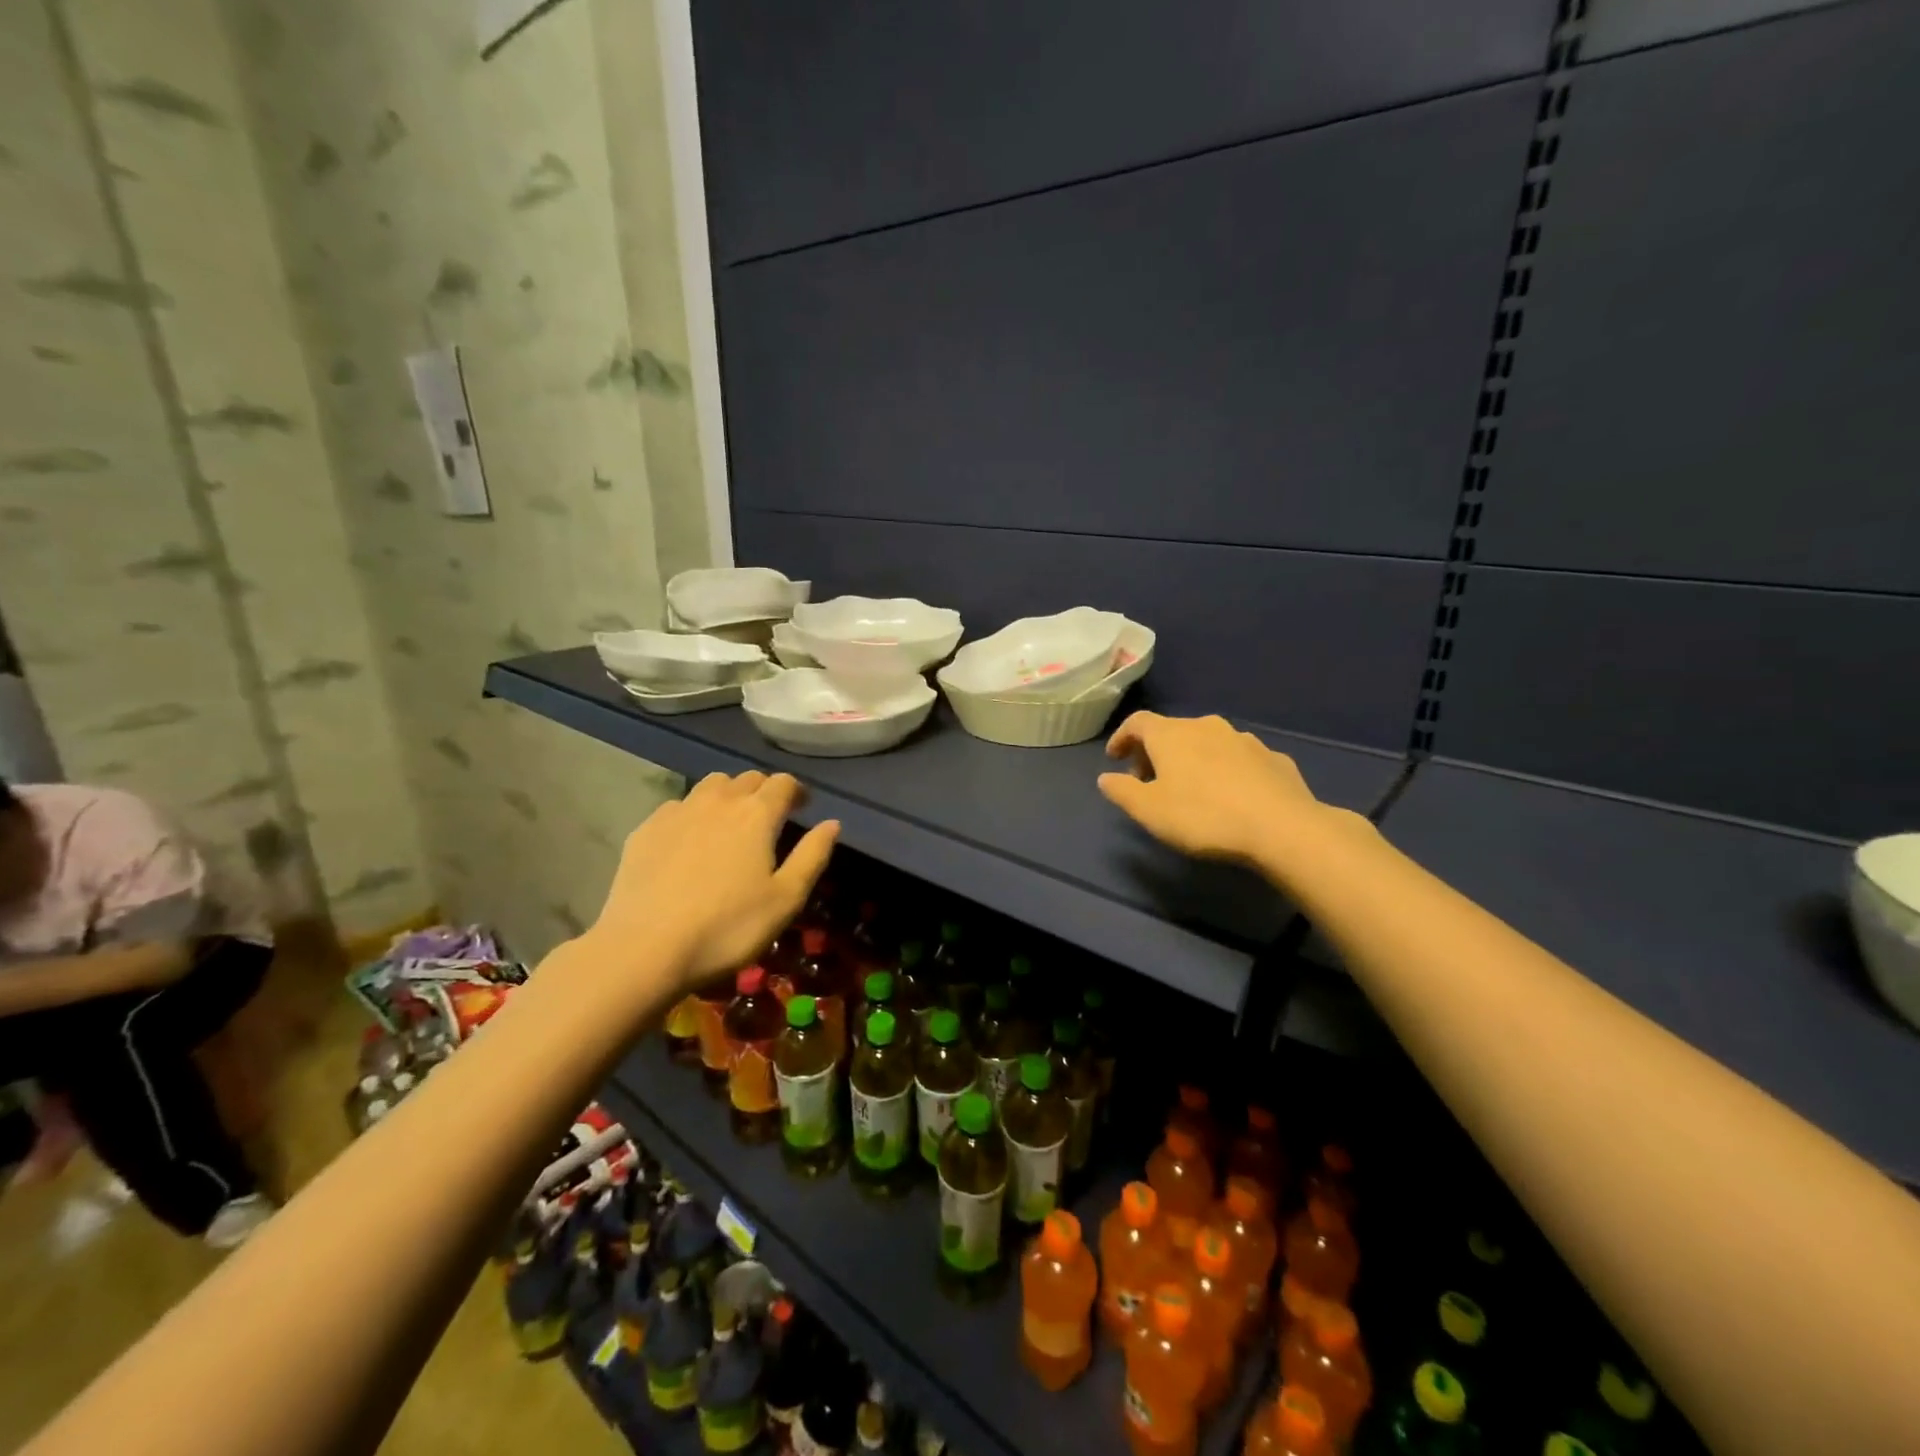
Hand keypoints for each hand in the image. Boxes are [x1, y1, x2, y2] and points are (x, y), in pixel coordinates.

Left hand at [588, 771, 838, 996]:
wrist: (644, 949)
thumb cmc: (727, 928)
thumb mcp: (785, 899)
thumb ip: (812, 856)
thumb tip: (832, 823)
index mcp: (756, 814)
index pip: (783, 783)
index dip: (797, 791)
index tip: (803, 807)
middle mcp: (718, 801)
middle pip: (747, 779)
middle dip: (764, 790)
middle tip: (770, 817)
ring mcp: (677, 812)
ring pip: (710, 786)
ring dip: (728, 795)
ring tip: (730, 822)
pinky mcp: (645, 830)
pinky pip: (678, 806)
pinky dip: (693, 813)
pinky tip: (690, 840)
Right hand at [1097, 712, 1335, 875]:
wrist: (1282, 827)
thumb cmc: (1204, 816)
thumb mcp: (1149, 811)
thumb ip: (1122, 791)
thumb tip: (1106, 778)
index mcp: (1171, 735)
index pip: (1137, 722)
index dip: (1121, 737)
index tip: (1114, 758)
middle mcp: (1207, 726)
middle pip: (1172, 731)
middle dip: (1155, 752)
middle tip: (1148, 780)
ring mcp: (1244, 739)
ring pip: (1207, 742)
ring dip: (1192, 759)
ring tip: (1189, 788)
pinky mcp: (1273, 758)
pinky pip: (1238, 759)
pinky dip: (1224, 769)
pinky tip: (1229, 794)